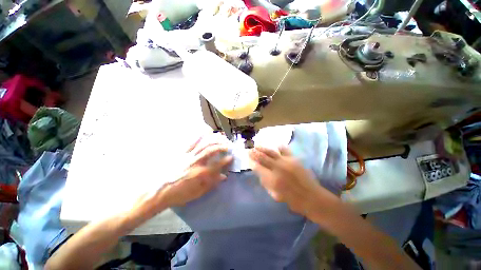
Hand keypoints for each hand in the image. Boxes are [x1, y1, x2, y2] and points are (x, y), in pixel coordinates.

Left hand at [162, 134, 232, 206]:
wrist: (157, 191)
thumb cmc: (178, 194)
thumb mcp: (197, 193)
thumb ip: (211, 184)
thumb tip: (223, 177)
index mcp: (200, 173)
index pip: (217, 165)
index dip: (226, 160)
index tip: (232, 157)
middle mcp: (195, 162)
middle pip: (211, 150)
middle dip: (221, 147)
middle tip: (228, 145)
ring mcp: (188, 156)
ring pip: (202, 144)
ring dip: (213, 140)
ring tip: (220, 137)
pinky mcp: (181, 153)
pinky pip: (191, 142)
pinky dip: (198, 136)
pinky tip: (204, 132)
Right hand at [249, 146, 323, 214]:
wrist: (311, 197)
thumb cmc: (291, 199)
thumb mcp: (274, 195)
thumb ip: (265, 182)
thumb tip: (260, 172)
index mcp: (272, 179)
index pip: (257, 167)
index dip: (251, 162)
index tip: (248, 159)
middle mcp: (277, 168)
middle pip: (262, 157)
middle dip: (254, 153)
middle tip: (249, 150)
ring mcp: (286, 162)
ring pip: (271, 152)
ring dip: (262, 148)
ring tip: (257, 146)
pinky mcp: (294, 159)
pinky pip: (284, 150)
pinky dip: (279, 147)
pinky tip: (275, 145)